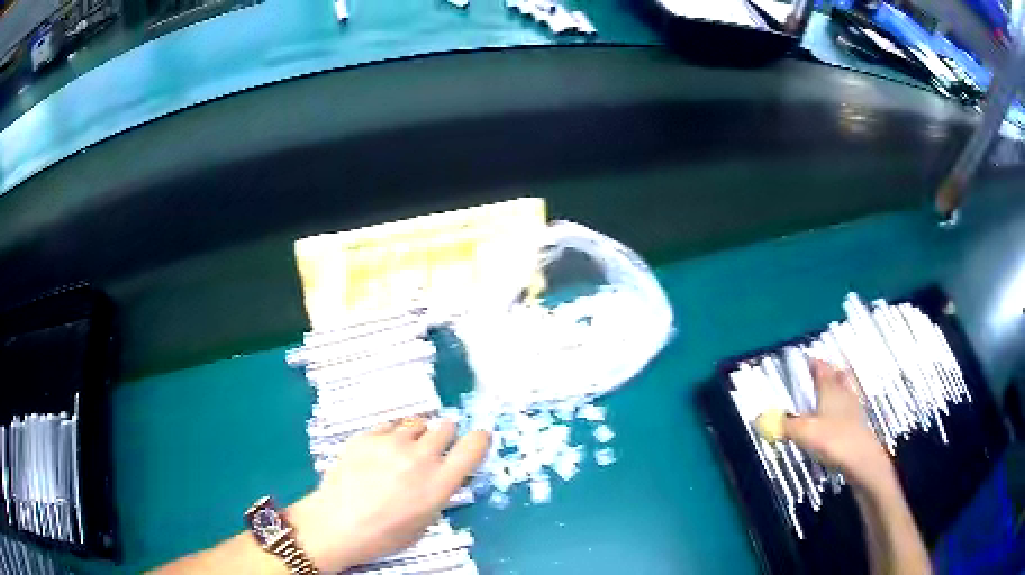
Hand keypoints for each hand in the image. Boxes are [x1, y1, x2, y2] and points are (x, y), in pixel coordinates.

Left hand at [288, 418, 489, 572]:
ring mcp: (391, 442)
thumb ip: (438, 492)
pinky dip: (390, 435)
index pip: (473, 446)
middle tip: (433, 450)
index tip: (477, 438)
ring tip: (403, 451)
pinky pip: (389, 426)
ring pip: (417, 422)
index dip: (479, 439)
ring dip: (417, 434)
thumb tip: (442, 474)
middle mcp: (420, 457)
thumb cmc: (384, 535)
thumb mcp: (425, 521)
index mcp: (440, 482)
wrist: (336, 524)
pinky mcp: (367, 435)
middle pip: (446, 427)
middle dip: (445, 436)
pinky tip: (379, 453)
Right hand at [783, 360, 895, 491]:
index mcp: (830, 389)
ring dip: (837, 389)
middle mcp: (842, 394)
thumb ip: (784, 425)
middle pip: (837, 377)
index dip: (814, 363)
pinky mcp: (856, 426)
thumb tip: (761, 418)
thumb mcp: (804, 432)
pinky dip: (841, 410)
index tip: (806, 359)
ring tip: (829, 393)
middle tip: (821, 373)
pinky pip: (847, 411)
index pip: (821, 369)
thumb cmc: (833, 439)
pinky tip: (836, 420)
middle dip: (829, 373)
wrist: (860, 460)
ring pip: (844, 392)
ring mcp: (852, 410)